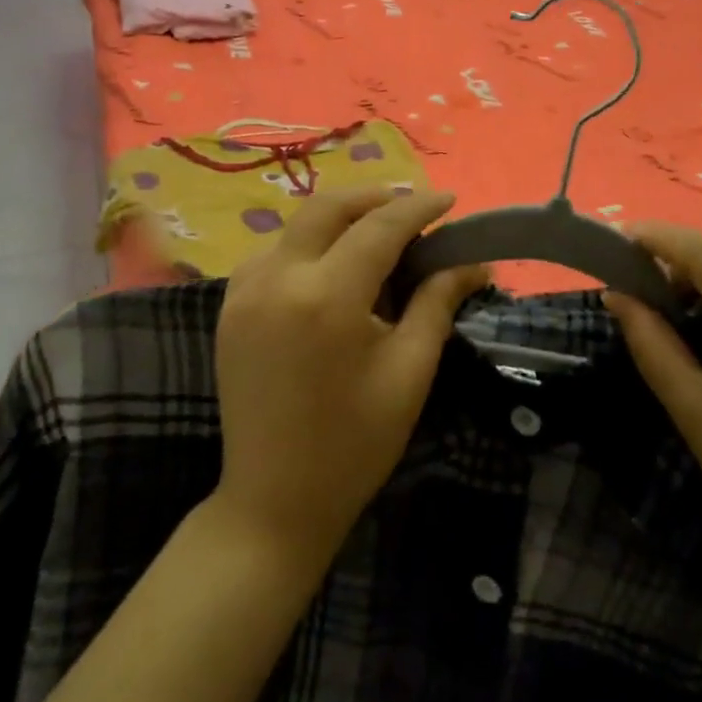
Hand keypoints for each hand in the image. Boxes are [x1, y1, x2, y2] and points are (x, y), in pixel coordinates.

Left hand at [211, 187, 488, 572]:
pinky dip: (306, 244)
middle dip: (374, 198)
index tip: (448, 199)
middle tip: (411, 210)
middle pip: (328, 207)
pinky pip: (272, 252)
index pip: (380, 227)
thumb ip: (437, 303)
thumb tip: (472, 262)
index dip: (418, 208)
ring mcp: (245, 291)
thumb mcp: (409, 371)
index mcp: (327, 296)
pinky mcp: (229, 307)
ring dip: (339, 219)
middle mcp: (278, 278)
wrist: (273, 503)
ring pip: (296, 225)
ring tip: (376, 235)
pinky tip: (330, 266)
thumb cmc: (354, 444)